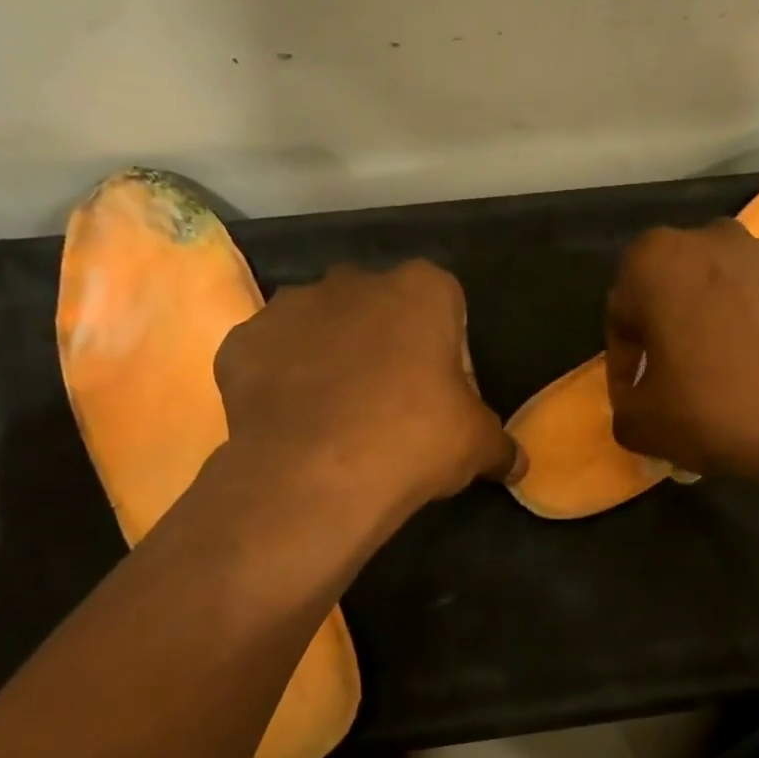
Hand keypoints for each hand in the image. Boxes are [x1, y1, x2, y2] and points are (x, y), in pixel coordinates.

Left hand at [212, 261, 520, 524]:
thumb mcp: (477, 445)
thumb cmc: (413, 441)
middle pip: (381, 310)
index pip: (447, 308)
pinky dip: (283, 380)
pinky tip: (296, 422)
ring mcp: (290, 306)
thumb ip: (500, 444)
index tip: (445, 397)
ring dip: (333, 357)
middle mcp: (354, 280)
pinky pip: (273, 356)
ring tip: (339, 417)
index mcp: (422, 289)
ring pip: (322, 327)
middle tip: (394, 406)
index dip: (450, 352)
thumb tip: (517, 464)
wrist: (315, 477)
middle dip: (388, 346)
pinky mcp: (241, 341)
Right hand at [604, 221, 758, 485]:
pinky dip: (743, 328)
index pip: (620, 314)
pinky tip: (753, 371)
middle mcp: (706, 237)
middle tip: (669, 386)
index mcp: (654, 260)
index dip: (623, 363)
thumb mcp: (641, 424)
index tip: (637, 398)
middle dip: (662, 338)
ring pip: (711, 293)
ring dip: (703, 329)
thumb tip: (637, 398)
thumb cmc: (719, 410)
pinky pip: (752, 299)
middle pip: (667, 294)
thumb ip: (621, 405)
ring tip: (714, 379)